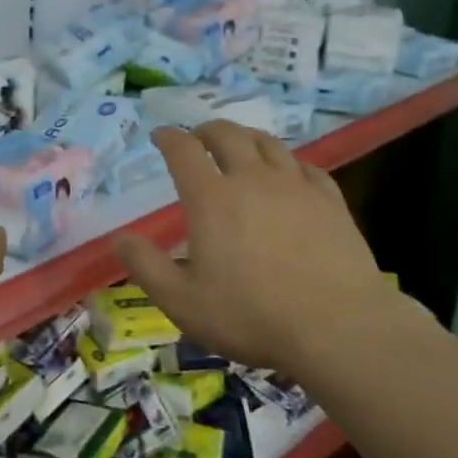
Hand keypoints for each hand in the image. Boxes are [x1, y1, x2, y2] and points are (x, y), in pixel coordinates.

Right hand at [113, 122, 398, 374]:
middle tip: (198, 137)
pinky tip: (289, 174)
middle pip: (227, 135)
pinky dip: (288, 163)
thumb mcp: (182, 301)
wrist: (338, 327)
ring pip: (268, 143)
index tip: (159, 135)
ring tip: (239, 145)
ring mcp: (296, 186)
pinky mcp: (330, 201)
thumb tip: (119, 238)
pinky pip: (306, 167)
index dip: (168, 137)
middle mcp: (252, 179)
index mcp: (211, 198)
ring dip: (246, 137)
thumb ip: (146, 266)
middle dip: (206, 130)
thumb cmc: (251, 315)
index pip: (183, 150)